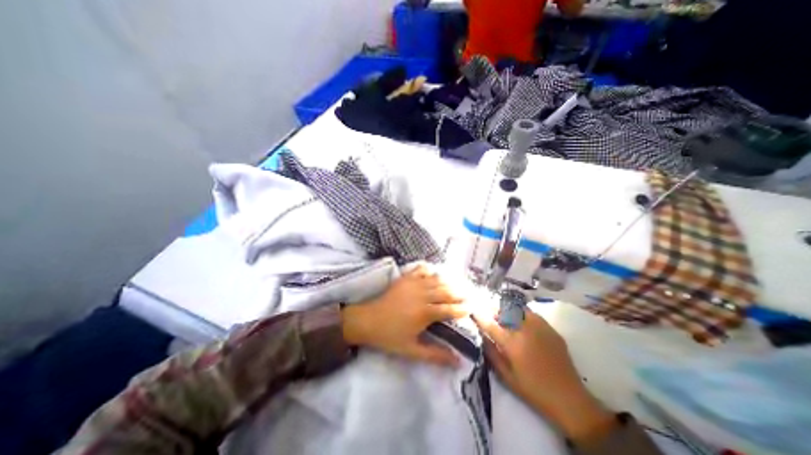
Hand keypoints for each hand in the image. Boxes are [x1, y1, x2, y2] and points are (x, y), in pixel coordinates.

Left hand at [340, 266, 469, 365]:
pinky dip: (430, 270)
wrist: (367, 320)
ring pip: (437, 280)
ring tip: (457, 284)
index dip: (463, 309)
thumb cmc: (389, 336)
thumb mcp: (412, 350)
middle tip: (469, 295)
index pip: (450, 309)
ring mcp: (414, 284)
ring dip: (448, 282)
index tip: (472, 308)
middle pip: (447, 292)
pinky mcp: (405, 278)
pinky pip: (421, 270)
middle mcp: (423, 295)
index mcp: (425, 313)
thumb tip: (458, 361)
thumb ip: (435, 355)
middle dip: (460, 293)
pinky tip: (434, 272)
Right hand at [470, 310, 615, 440]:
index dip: (480, 316)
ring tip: (503, 313)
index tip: (473, 311)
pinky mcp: (550, 329)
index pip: (491, 324)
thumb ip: (491, 354)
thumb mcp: (507, 376)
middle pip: (504, 311)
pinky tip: (520, 318)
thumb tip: (482, 337)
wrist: (569, 399)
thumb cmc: (533, 390)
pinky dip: (522, 312)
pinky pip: (532, 314)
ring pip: (518, 308)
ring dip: (507, 308)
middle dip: (493, 309)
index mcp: (513, 344)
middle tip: (488, 312)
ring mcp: (540, 327)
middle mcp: (525, 330)